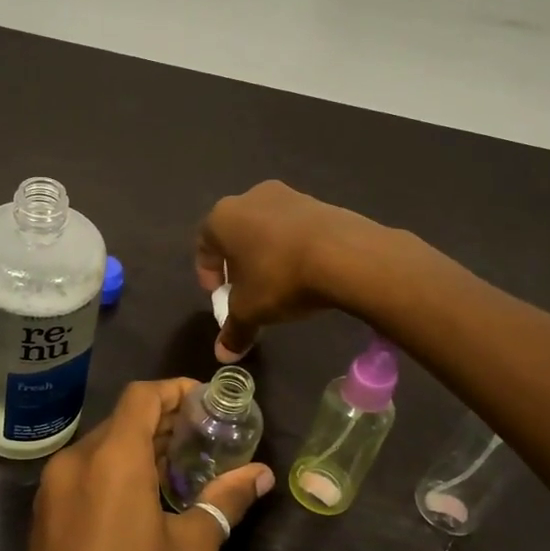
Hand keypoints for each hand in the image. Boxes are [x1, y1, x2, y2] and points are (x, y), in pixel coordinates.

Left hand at [8, 379, 274, 550]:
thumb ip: (226, 501)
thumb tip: (262, 474)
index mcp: (111, 460)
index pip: (142, 396)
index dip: (176, 390)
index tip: (208, 403)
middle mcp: (75, 461)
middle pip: (122, 418)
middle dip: (164, 420)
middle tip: (205, 437)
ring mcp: (53, 486)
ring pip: (101, 444)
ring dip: (139, 445)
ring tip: (180, 467)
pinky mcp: (44, 511)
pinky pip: (83, 470)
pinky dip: (114, 467)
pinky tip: (142, 497)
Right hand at [195, 181, 386, 361]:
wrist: (345, 254)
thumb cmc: (280, 277)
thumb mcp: (251, 310)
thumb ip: (233, 330)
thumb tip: (222, 355)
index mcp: (222, 218)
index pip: (204, 246)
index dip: (208, 274)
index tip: (220, 297)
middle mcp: (250, 198)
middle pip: (235, 234)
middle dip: (238, 263)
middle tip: (247, 290)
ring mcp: (287, 195)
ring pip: (266, 228)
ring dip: (266, 253)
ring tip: (279, 283)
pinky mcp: (319, 202)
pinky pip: (295, 228)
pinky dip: (293, 247)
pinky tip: (305, 271)